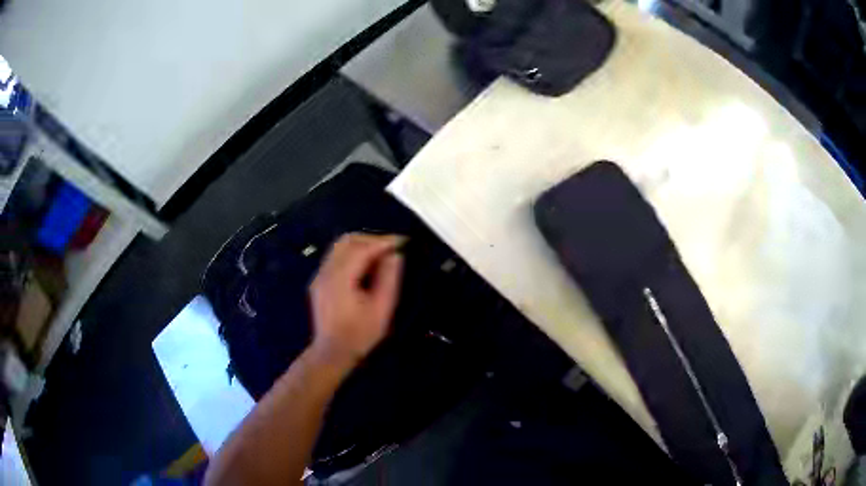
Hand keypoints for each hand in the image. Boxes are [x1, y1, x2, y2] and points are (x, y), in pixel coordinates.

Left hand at [309, 233, 404, 368]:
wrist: (332, 353)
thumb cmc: (360, 335)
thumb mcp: (382, 309)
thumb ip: (389, 279)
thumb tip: (394, 255)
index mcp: (341, 278)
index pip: (362, 248)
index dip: (383, 241)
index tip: (402, 241)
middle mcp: (326, 272)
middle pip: (348, 241)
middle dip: (371, 239)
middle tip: (392, 247)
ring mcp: (320, 275)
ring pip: (340, 246)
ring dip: (362, 245)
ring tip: (381, 255)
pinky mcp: (319, 281)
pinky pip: (336, 257)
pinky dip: (352, 254)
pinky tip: (366, 266)